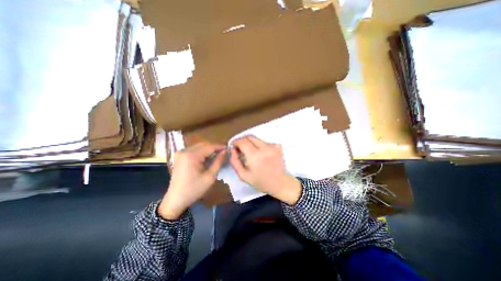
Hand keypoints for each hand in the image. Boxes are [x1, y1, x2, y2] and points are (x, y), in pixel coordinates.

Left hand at [158, 143, 224, 219]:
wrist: (176, 199)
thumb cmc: (194, 189)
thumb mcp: (210, 176)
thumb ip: (218, 162)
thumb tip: (225, 151)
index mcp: (191, 156)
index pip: (209, 147)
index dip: (220, 147)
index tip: (228, 149)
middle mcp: (185, 151)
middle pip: (204, 145)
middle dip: (214, 148)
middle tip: (223, 153)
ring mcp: (181, 153)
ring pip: (199, 146)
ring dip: (208, 150)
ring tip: (216, 156)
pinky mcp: (179, 156)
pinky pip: (194, 150)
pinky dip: (202, 152)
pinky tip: (206, 159)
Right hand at [229, 135, 300, 204]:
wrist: (280, 183)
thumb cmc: (261, 181)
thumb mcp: (243, 175)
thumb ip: (235, 161)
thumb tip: (232, 149)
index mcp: (255, 156)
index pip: (242, 141)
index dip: (236, 142)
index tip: (233, 146)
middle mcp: (264, 148)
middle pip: (250, 136)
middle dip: (243, 140)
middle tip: (240, 147)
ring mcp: (272, 146)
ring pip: (257, 139)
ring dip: (251, 143)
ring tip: (251, 152)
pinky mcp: (277, 146)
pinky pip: (265, 142)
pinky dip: (260, 145)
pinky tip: (261, 154)